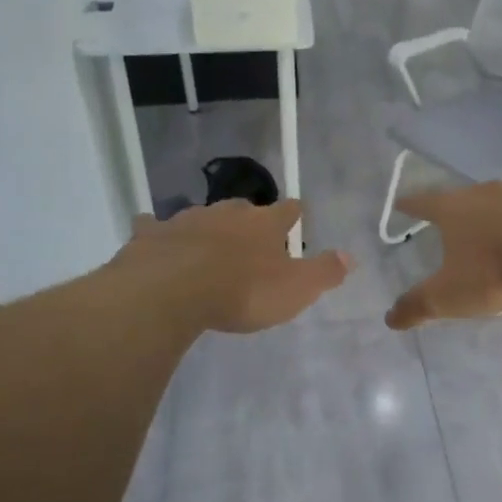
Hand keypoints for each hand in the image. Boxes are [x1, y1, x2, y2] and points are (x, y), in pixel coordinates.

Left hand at [122, 200, 351, 333]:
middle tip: (250, 237)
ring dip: (207, 228)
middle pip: (243, 209)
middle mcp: (227, 213)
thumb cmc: (242, 291)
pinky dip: (157, 232)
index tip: (296, 216)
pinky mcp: (151, 235)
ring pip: (201, 217)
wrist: (171, 291)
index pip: (287, 210)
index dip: (293, 214)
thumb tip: (350, 256)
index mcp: (264, 224)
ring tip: (207, 244)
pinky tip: (153, 237)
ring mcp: (186, 220)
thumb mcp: (296, 289)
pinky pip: (155, 227)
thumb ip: (324, 272)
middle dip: (248, 219)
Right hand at [384, 183, 501, 329]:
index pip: (422, 202)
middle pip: (460, 199)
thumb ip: (417, 306)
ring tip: (485, 237)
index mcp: (452, 208)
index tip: (400, 204)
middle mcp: (483, 193)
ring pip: (495, 205)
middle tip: (444, 223)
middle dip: (451, 212)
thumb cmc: (494, 270)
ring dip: (488, 219)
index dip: (409, 206)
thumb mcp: (448, 296)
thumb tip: (389, 319)